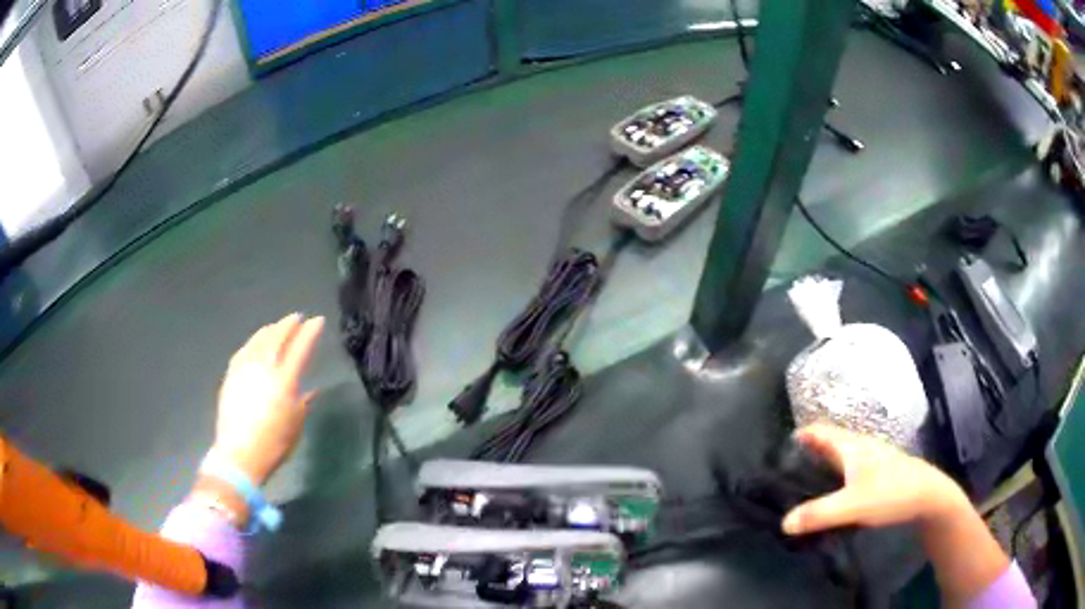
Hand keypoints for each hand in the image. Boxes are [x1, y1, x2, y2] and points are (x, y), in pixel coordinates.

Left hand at [209, 313, 324, 485]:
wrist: (239, 454)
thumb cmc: (274, 444)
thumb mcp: (296, 425)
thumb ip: (303, 403)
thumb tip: (310, 390)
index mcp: (285, 381)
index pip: (300, 348)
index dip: (310, 332)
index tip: (318, 321)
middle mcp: (264, 368)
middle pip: (277, 337)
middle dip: (289, 325)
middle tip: (297, 318)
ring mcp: (245, 369)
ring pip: (259, 340)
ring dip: (271, 330)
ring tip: (278, 326)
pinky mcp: (231, 375)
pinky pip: (244, 350)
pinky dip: (254, 342)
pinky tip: (256, 342)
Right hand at [781, 424, 968, 535]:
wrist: (927, 495)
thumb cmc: (889, 492)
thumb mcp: (852, 506)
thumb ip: (818, 514)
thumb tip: (783, 523)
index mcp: (850, 446)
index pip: (818, 432)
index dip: (799, 436)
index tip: (777, 451)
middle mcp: (859, 446)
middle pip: (827, 443)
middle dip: (806, 453)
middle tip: (783, 475)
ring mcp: (870, 458)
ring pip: (839, 456)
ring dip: (820, 465)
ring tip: (801, 488)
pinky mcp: (877, 472)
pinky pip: (848, 469)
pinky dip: (834, 477)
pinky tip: (831, 496)